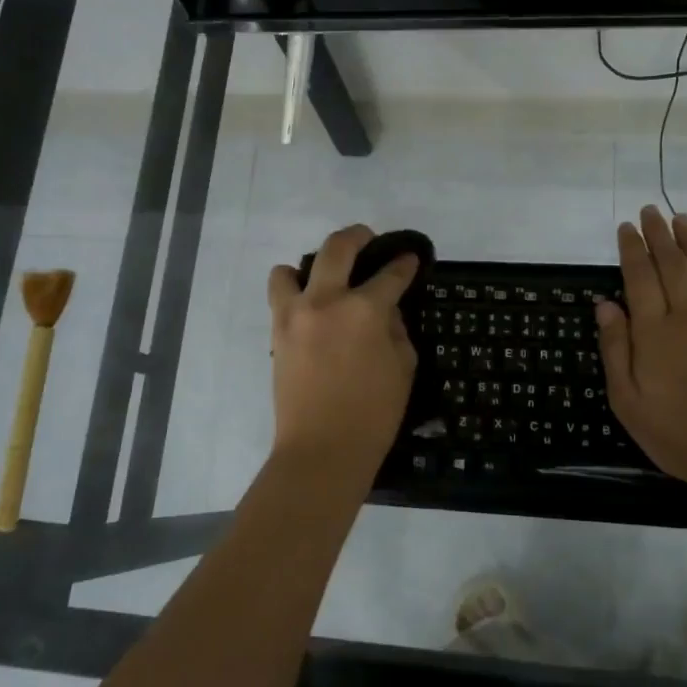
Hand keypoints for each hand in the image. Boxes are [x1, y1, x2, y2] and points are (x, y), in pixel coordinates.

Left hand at [266, 225, 419, 477]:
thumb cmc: (373, 415)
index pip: (390, 274)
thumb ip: (396, 329)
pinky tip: (311, 310)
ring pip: (291, 268)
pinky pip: (280, 297)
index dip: (404, 264)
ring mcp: (294, 315)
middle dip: (358, 236)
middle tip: (370, 241)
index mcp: (364, 310)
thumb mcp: (403, 368)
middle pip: (337, 247)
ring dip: (311, 267)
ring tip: (326, 281)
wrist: (321, 450)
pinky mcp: (276, 333)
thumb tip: (384, 310)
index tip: (410, 259)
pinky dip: (294, 293)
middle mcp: (325, 301)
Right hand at [596, 207, 686, 485]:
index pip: (640, 276)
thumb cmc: (677, 433)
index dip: (632, 249)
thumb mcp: (627, 400)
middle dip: (660, 235)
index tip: (627, 227)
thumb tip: (605, 305)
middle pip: (673, 264)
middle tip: (652, 211)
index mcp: (655, 331)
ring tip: (682, 220)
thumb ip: (616, 348)